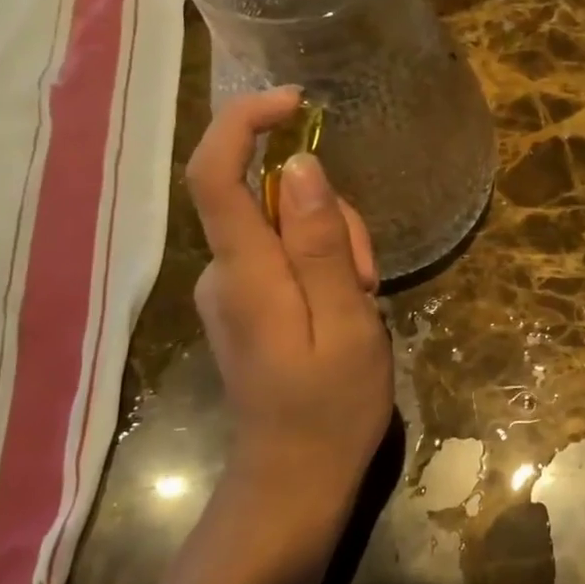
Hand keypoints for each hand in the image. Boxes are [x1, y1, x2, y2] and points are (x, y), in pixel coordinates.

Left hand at [186, 88, 391, 565]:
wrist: (296, 479)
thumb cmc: (330, 408)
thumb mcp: (346, 322)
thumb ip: (319, 245)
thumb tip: (300, 166)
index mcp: (245, 273)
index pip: (217, 174)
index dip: (245, 124)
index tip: (296, 104)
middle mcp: (225, 272)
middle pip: (270, 199)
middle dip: (329, 216)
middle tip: (368, 276)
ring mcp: (232, 290)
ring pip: (285, 227)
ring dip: (334, 246)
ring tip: (362, 300)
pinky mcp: (247, 304)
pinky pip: (285, 256)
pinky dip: (322, 266)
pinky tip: (346, 307)